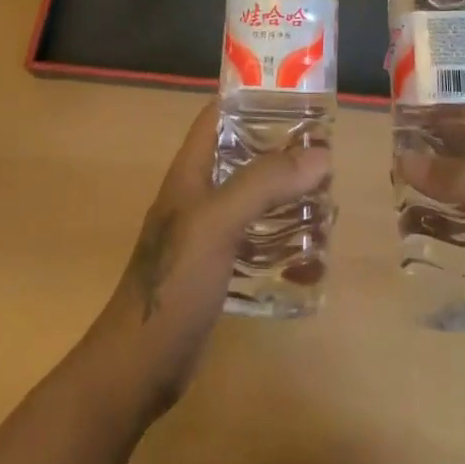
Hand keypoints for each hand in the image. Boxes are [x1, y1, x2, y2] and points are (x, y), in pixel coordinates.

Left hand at [85, 101, 330, 419]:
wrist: (137, 368)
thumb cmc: (175, 281)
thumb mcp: (219, 221)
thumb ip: (266, 183)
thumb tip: (321, 154)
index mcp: (191, 171)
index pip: (218, 114)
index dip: (252, 97)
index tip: (296, 95)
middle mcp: (198, 195)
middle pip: (243, 156)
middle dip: (283, 151)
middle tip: (325, 152)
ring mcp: (206, 234)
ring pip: (253, 199)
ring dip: (287, 197)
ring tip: (327, 199)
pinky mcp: (216, 270)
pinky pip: (256, 241)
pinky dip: (282, 240)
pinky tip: (310, 253)